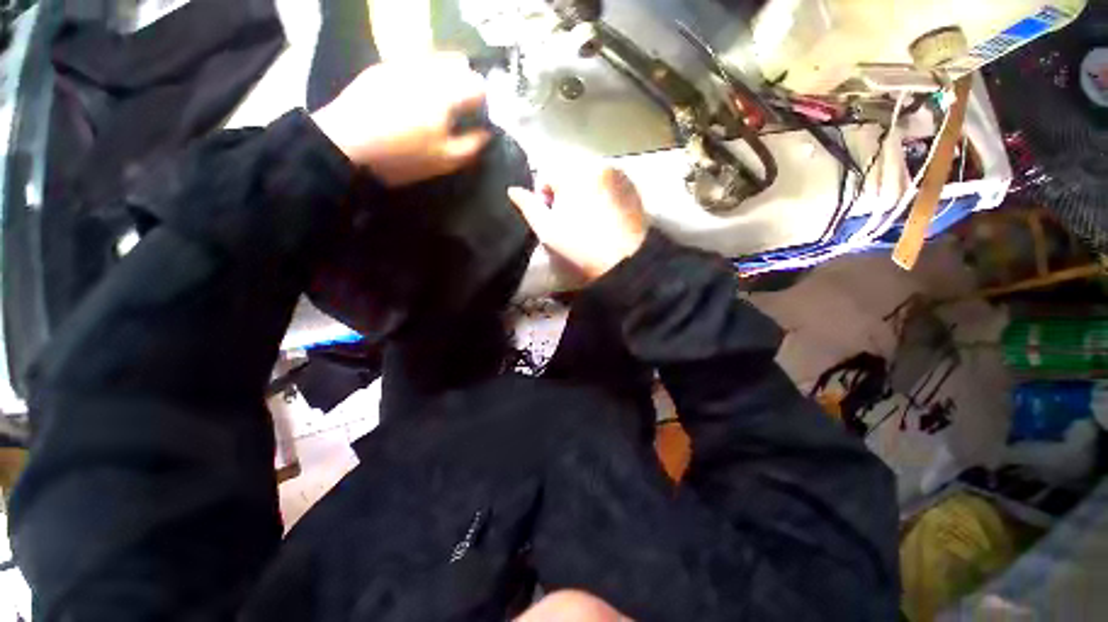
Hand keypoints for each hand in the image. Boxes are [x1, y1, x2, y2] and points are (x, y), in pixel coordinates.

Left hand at [311, 53, 490, 186]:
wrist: (346, 145)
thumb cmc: (402, 156)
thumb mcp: (444, 160)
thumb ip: (472, 146)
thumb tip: (486, 133)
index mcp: (446, 94)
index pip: (478, 85)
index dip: (485, 100)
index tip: (481, 116)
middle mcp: (427, 70)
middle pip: (458, 63)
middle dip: (466, 82)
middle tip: (462, 107)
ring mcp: (402, 64)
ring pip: (435, 59)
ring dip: (445, 76)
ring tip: (440, 102)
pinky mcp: (382, 67)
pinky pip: (413, 63)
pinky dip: (423, 75)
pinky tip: (415, 96)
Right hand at [508, 168, 648, 282]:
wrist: (624, 262)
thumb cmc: (580, 247)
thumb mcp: (547, 230)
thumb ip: (528, 207)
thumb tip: (512, 190)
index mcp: (572, 172)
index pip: (547, 175)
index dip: (544, 197)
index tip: (551, 217)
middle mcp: (596, 164)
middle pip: (568, 174)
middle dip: (564, 193)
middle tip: (569, 219)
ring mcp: (618, 173)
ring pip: (589, 178)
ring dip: (583, 193)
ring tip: (588, 219)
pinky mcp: (632, 185)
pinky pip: (608, 183)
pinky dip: (602, 195)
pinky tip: (605, 216)